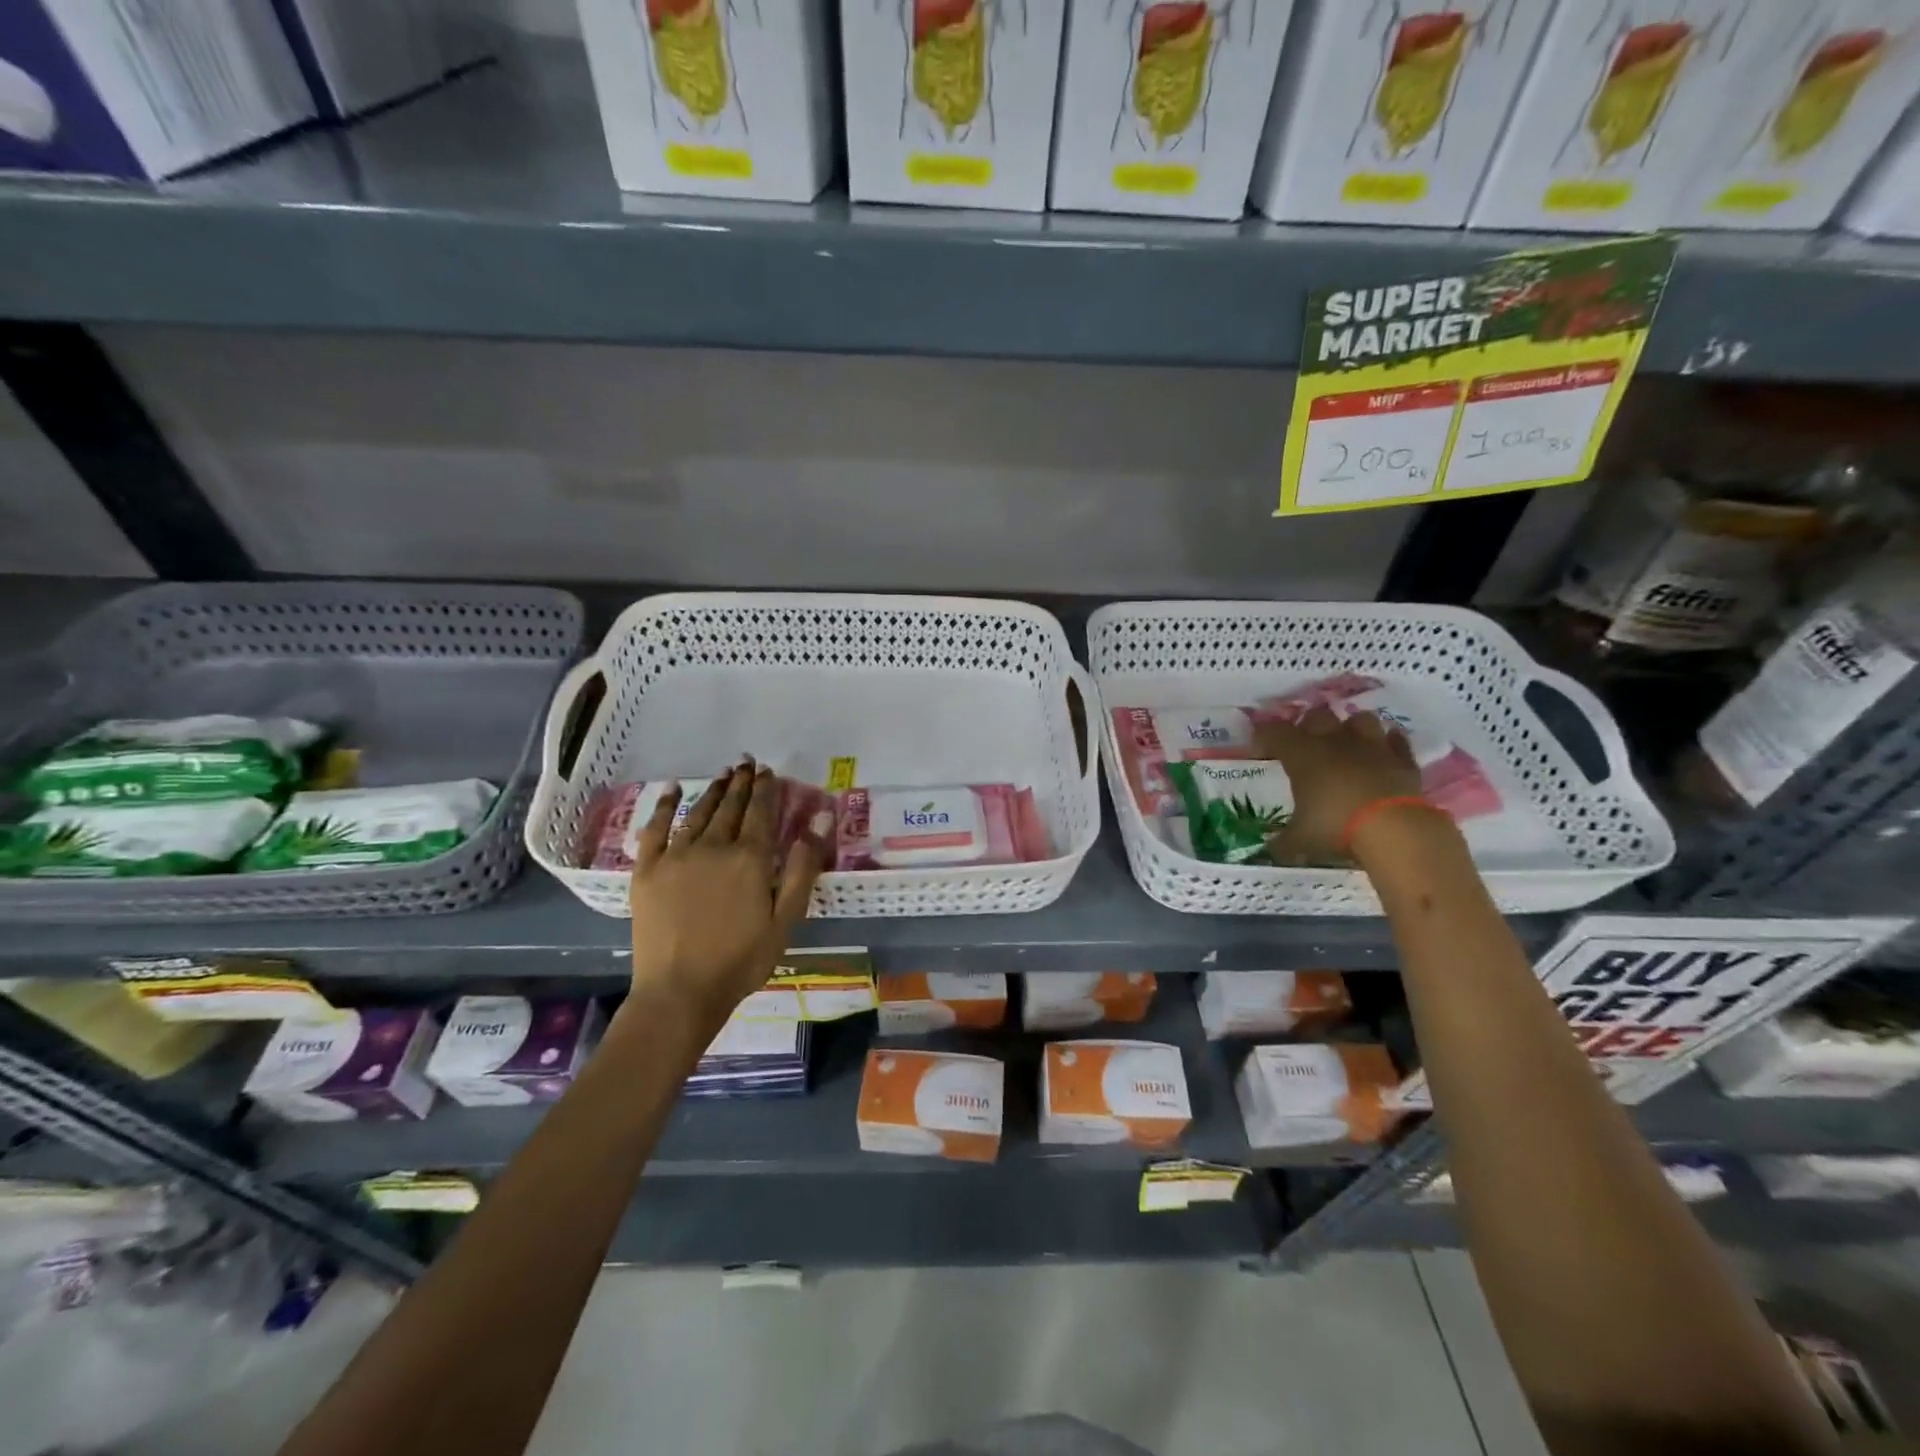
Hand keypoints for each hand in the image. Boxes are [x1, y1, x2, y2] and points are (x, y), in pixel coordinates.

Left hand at [626, 761, 828, 1024]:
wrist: (680, 992)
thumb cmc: (742, 960)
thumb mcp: (786, 917)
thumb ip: (803, 865)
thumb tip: (821, 816)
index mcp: (749, 858)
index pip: (761, 812)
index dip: (766, 789)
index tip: (769, 772)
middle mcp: (713, 846)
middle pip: (730, 806)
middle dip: (741, 783)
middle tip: (746, 763)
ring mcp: (676, 856)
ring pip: (698, 812)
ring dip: (713, 790)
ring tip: (723, 774)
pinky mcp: (647, 870)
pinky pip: (655, 828)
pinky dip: (664, 806)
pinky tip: (672, 790)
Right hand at [1254, 706, 1422, 864]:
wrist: (1394, 830)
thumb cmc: (1336, 827)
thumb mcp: (1299, 841)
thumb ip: (1282, 842)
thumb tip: (1270, 850)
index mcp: (1303, 755)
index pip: (1275, 732)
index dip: (1264, 735)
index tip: (1260, 748)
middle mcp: (1335, 742)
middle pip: (1317, 715)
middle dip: (1309, 725)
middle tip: (1304, 744)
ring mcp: (1373, 747)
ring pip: (1360, 719)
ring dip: (1351, 728)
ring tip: (1346, 744)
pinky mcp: (1403, 760)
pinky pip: (1396, 741)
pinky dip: (1389, 743)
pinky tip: (1383, 753)